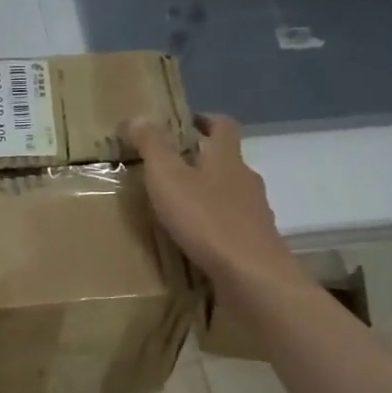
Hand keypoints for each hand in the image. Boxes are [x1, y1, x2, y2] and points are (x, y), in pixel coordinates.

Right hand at [121, 114, 309, 292]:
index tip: (184, 123)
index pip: (223, 126)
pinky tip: (195, 239)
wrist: (251, 276)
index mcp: (226, 158)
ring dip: (207, 194)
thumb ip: (152, 146)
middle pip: (226, 160)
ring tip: (177, 206)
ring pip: (229, 194)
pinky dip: (213, 225)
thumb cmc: (206, 219)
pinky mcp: (254, 243)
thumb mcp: (168, 177)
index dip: (205, 120)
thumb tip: (137, 116)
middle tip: (169, 167)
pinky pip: (231, 225)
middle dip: (201, 159)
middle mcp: (245, 180)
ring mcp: (254, 213)